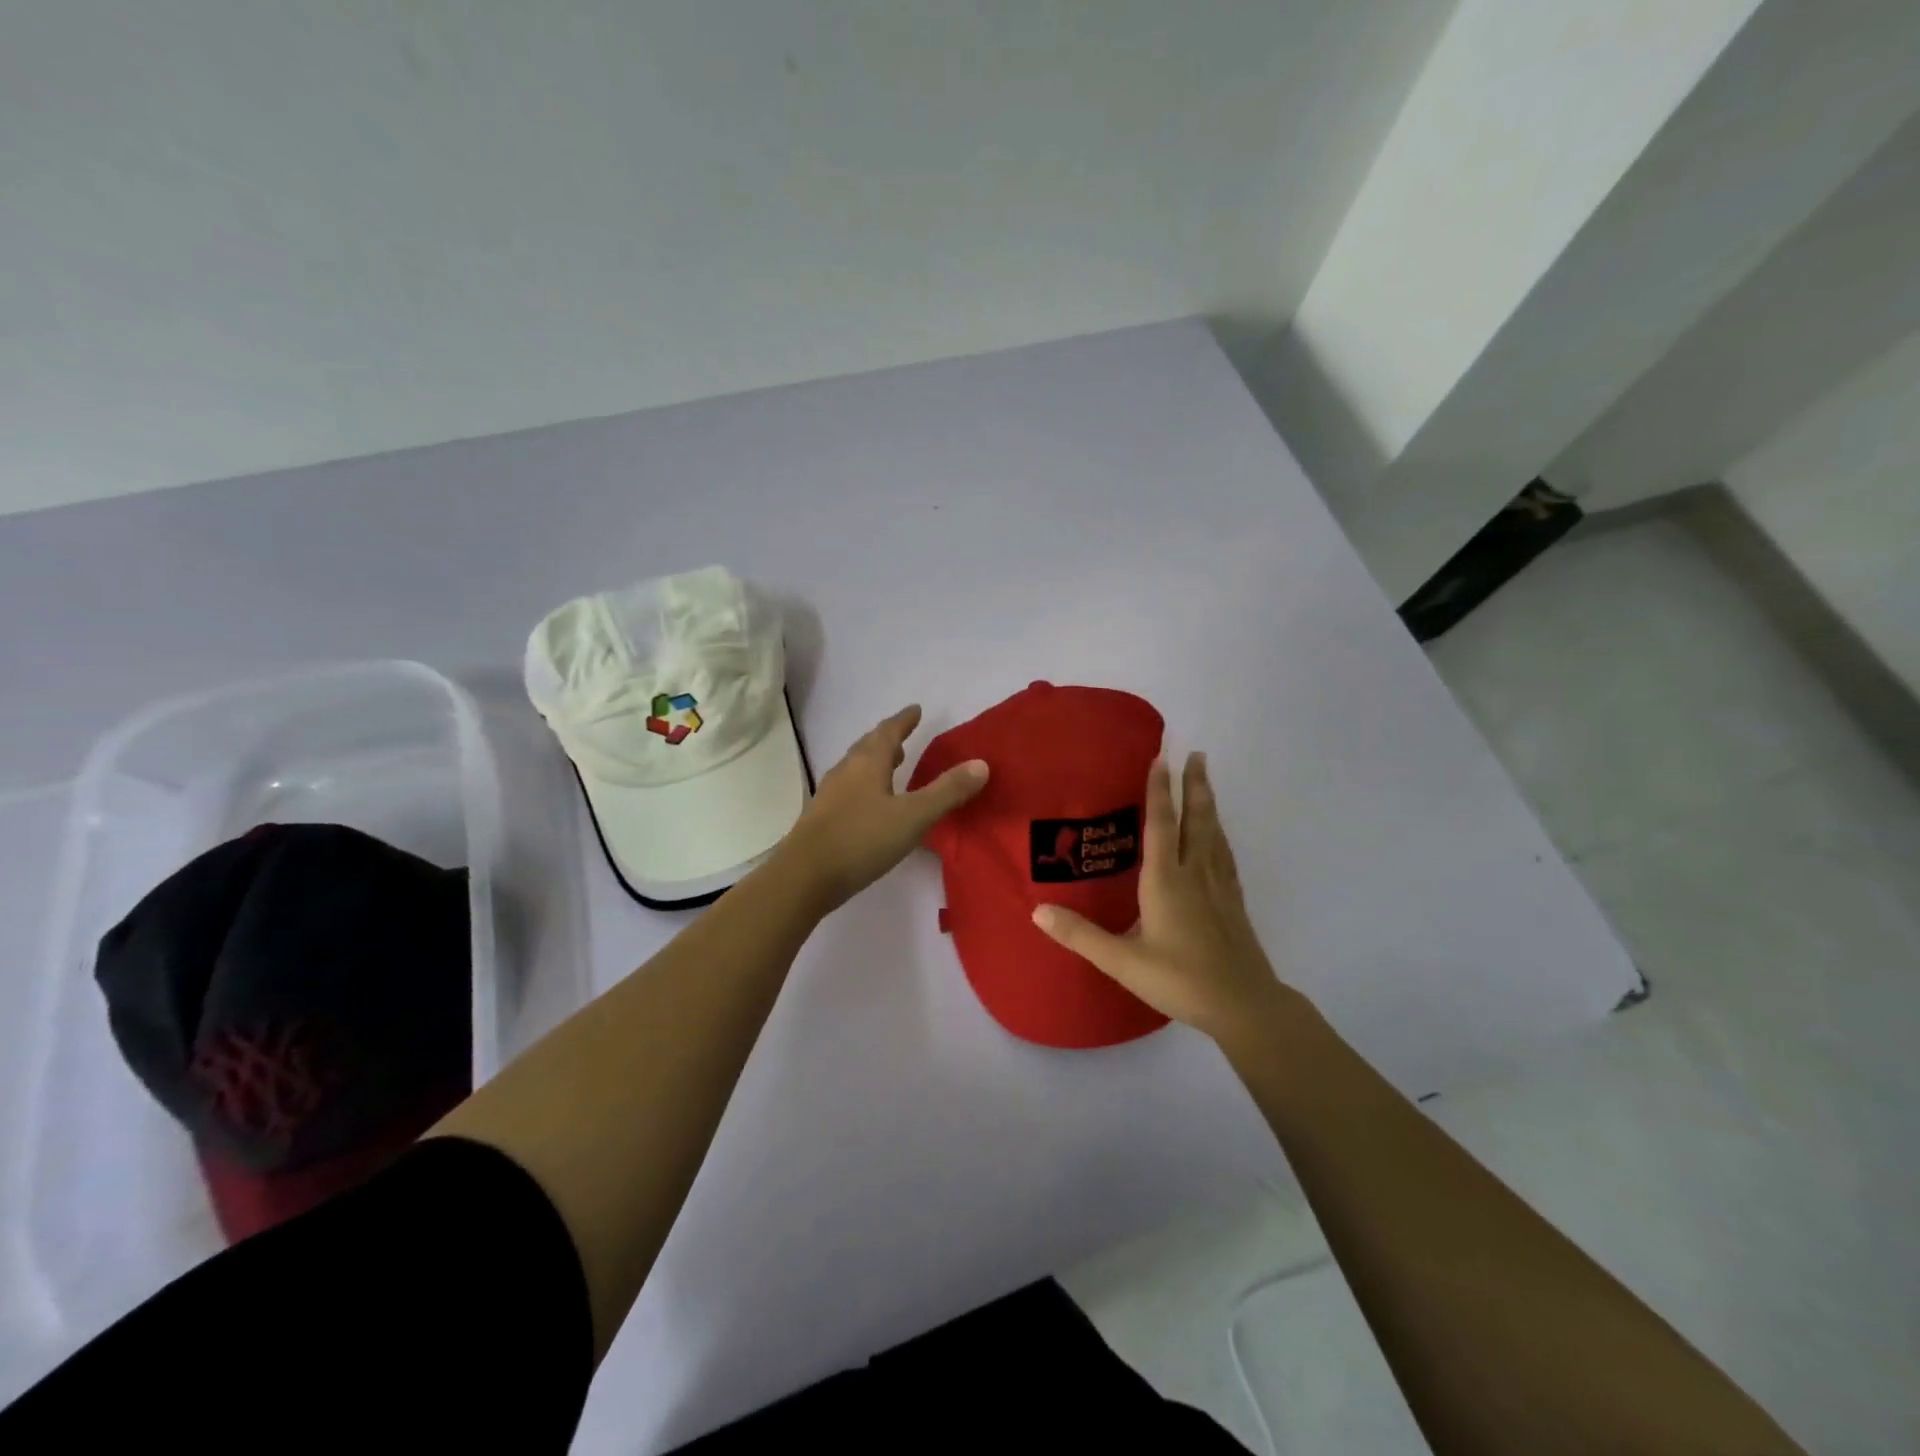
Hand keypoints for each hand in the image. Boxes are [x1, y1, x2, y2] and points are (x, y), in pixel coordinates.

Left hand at [778, 704, 987, 911]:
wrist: (804, 876)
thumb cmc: (861, 839)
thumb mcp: (913, 816)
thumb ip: (947, 791)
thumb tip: (981, 764)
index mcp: (867, 763)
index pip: (887, 732)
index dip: (903, 720)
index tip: (915, 709)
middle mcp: (845, 771)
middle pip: (867, 747)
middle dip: (887, 740)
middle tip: (903, 737)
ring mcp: (829, 795)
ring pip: (855, 768)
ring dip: (873, 762)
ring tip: (891, 766)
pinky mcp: (821, 818)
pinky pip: (847, 789)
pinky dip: (863, 785)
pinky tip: (869, 804)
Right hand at [1031, 753, 1290, 1043]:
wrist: (1244, 1006)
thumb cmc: (1181, 980)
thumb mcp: (1123, 962)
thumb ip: (1081, 935)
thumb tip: (1037, 910)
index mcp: (1166, 881)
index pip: (1161, 825)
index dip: (1158, 790)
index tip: (1160, 757)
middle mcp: (1194, 875)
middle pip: (1196, 820)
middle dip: (1194, 785)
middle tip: (1196, 754)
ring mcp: (1219, 887)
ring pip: (1214, 834)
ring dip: (1209, 804)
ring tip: (1206, 781)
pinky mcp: (1233, 902)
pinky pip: (1224, 855)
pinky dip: (1219, 835)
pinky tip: (1218, 838)